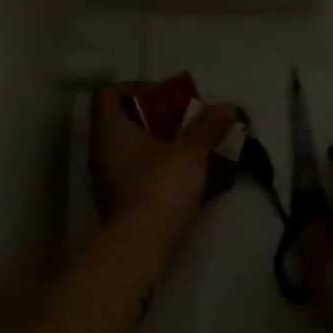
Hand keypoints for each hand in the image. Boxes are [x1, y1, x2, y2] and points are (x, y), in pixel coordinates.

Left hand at [89, 82, 239, 233]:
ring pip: (136, 148)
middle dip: (160, 117)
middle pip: (126, 120)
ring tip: (196, 146)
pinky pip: (142, 173)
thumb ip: (208, 127)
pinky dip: (164, 168)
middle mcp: (104, 150)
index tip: (166, 96)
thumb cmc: (160, 186)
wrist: (142, 245)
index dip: (135, 87)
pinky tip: (193, 174)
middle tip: (189, 120)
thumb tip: (229, 106)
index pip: (108, 93)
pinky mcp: (123, 200)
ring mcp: (111, 177)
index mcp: (110, 130)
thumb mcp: (190, 152)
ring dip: (165, 144)